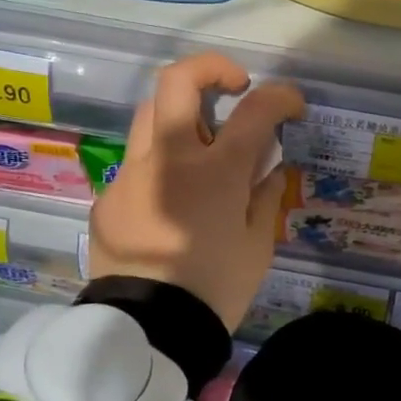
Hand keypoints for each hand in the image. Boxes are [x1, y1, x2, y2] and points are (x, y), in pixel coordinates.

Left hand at [88, 53, 303, 330]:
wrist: (147, 331)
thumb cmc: (214, 288)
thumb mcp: (257, 246)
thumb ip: (265, 197)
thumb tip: (267, 168)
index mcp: (215, 171)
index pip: (255, 110)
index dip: (280, 96)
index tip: (291, 104)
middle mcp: (169, 157)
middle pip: (178, 81)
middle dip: (212, 69)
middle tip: (234, 88)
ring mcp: (132, 173)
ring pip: (150, 113)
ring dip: (181, 112)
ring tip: (202, 141)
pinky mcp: (109, 196)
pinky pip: (137, 163)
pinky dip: (161, 164)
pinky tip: (172, 199)